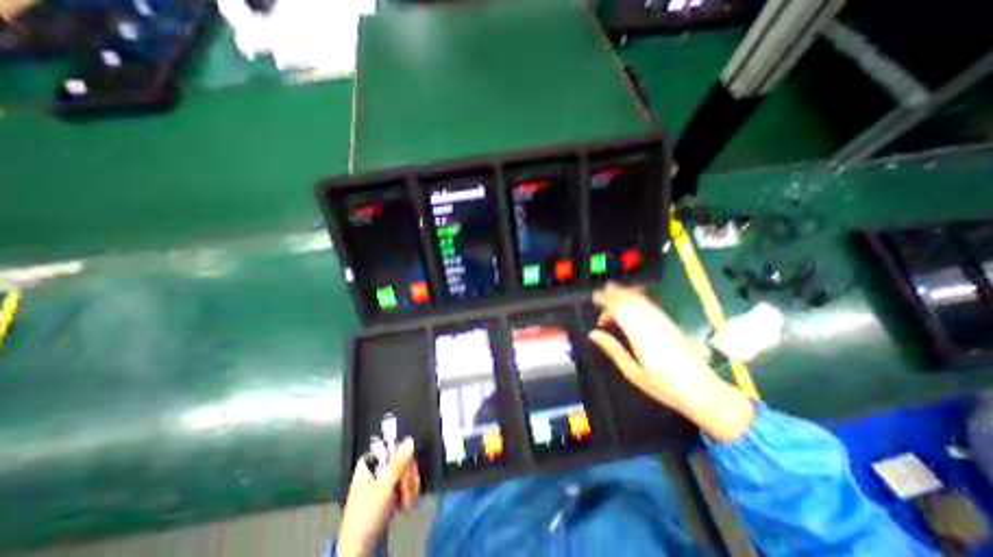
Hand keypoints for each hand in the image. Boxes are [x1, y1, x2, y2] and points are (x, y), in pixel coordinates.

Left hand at [339, 437, 420, 554]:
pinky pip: (403, 483)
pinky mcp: (386, 491)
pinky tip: (406, 505)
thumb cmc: (367, 515)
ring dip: (409, 488)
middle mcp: (376, 467)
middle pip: (402, 460)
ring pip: (405, 472)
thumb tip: (410, 439)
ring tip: (407, 505)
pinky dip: (407, 493)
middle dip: (408, 479)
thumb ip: (398, 463)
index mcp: (370, 462)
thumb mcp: (384, 487)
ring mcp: (381, 479)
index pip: (395, 449)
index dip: (404, 462)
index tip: (408, 477)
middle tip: (407, 496)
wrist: (357, 549)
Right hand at [587, 285, 753, 441]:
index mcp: (640, 334)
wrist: (703, 391)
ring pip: (641, 300)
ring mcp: (663, 322)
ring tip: (611, 291)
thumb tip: (593, 333)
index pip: (620, 309)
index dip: (606, 300)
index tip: (593, 298)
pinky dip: (637, 299)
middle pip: (630, 300)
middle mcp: (652, 323)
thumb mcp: (633, 372)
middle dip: (614, 293)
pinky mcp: (670, 324)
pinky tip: (631, 302)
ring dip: (625, 294)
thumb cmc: (664, 386)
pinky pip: (650, 305)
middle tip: (599, 294)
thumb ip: (613, 349)